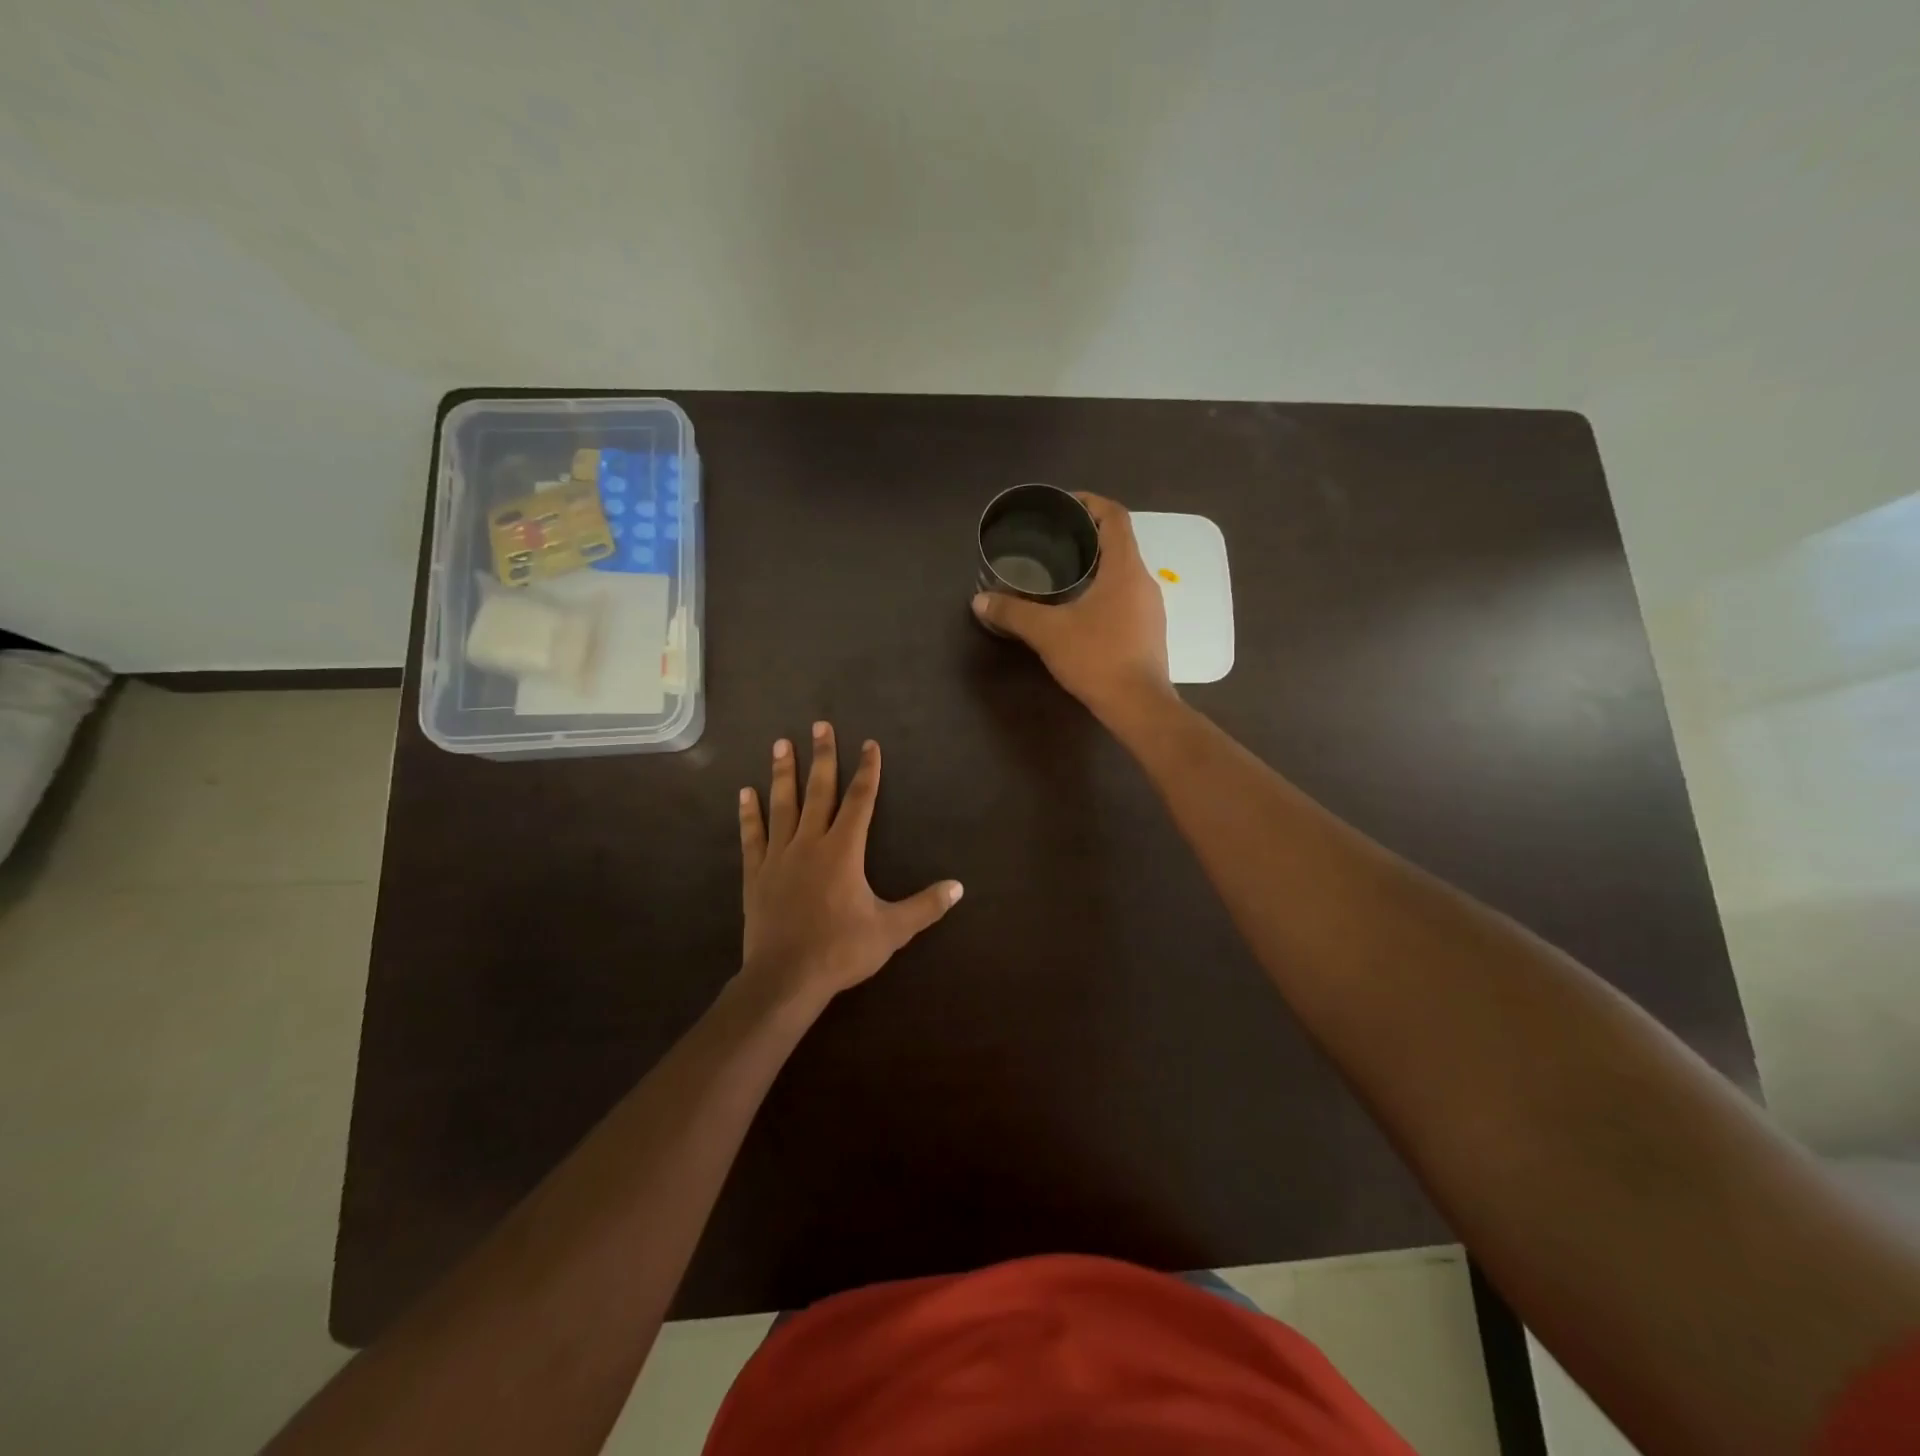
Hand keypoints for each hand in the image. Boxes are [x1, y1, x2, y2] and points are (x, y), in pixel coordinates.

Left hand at [736, 723, 962, 1008]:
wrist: (786, 977)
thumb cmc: (841, 950)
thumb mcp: (891, 930)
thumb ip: (924, 906)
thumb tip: (958, 887)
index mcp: (844, 851)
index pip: (860, 801)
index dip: (867, 771)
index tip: (869, 744)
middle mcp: (811, 843)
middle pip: (819, 791)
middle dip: (822, 756)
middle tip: (820, 725)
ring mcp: (779, 856)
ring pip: (782, 805)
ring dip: (783, 773)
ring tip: (781, 743)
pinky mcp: (756, 874)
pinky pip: (752, 836)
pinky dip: (749, 814)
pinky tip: (745, 793)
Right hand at [971, 493, 1174, 721]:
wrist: (1138, 705)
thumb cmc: (1097, 657)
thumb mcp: (1047, 632)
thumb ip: (1012, 613)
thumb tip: (979, 601)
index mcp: (1124, 568)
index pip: (1114, 516)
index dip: (1090, 503)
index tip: (1063, 506)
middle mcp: (1143, 580)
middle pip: (1118, 542)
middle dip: (1086, 536)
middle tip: (1051, 541)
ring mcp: (1150, 606)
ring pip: (1122, 571)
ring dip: (1095, 565)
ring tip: (1060, 573)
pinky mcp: (1148, 629)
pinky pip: (1125, 595)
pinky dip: (1102, 590)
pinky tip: (1078, 608)